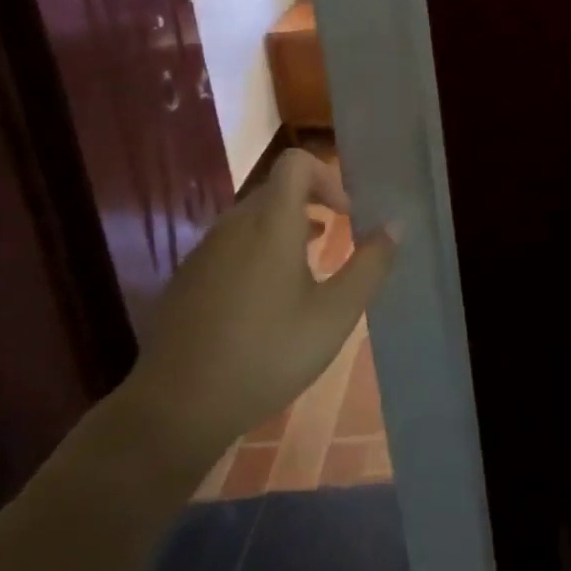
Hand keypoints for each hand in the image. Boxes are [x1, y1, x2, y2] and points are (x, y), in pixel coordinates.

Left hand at [119, 150, 397, 466]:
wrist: (176, 407)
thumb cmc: (267, 353)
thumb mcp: (335, 314)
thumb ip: (369, 265)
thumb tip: (394, 226)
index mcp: (271, 223)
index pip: (296, 163)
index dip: (327, 177)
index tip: (346, 215)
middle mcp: (234, 225)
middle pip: (276, 190)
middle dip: (311, 205)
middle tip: (336, 242)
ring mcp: (204, 252)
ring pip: (252, 220)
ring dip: (285, 230)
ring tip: (306, 273)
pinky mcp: (187, 279)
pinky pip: (230, 247)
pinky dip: (256, 254)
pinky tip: (265, 303)